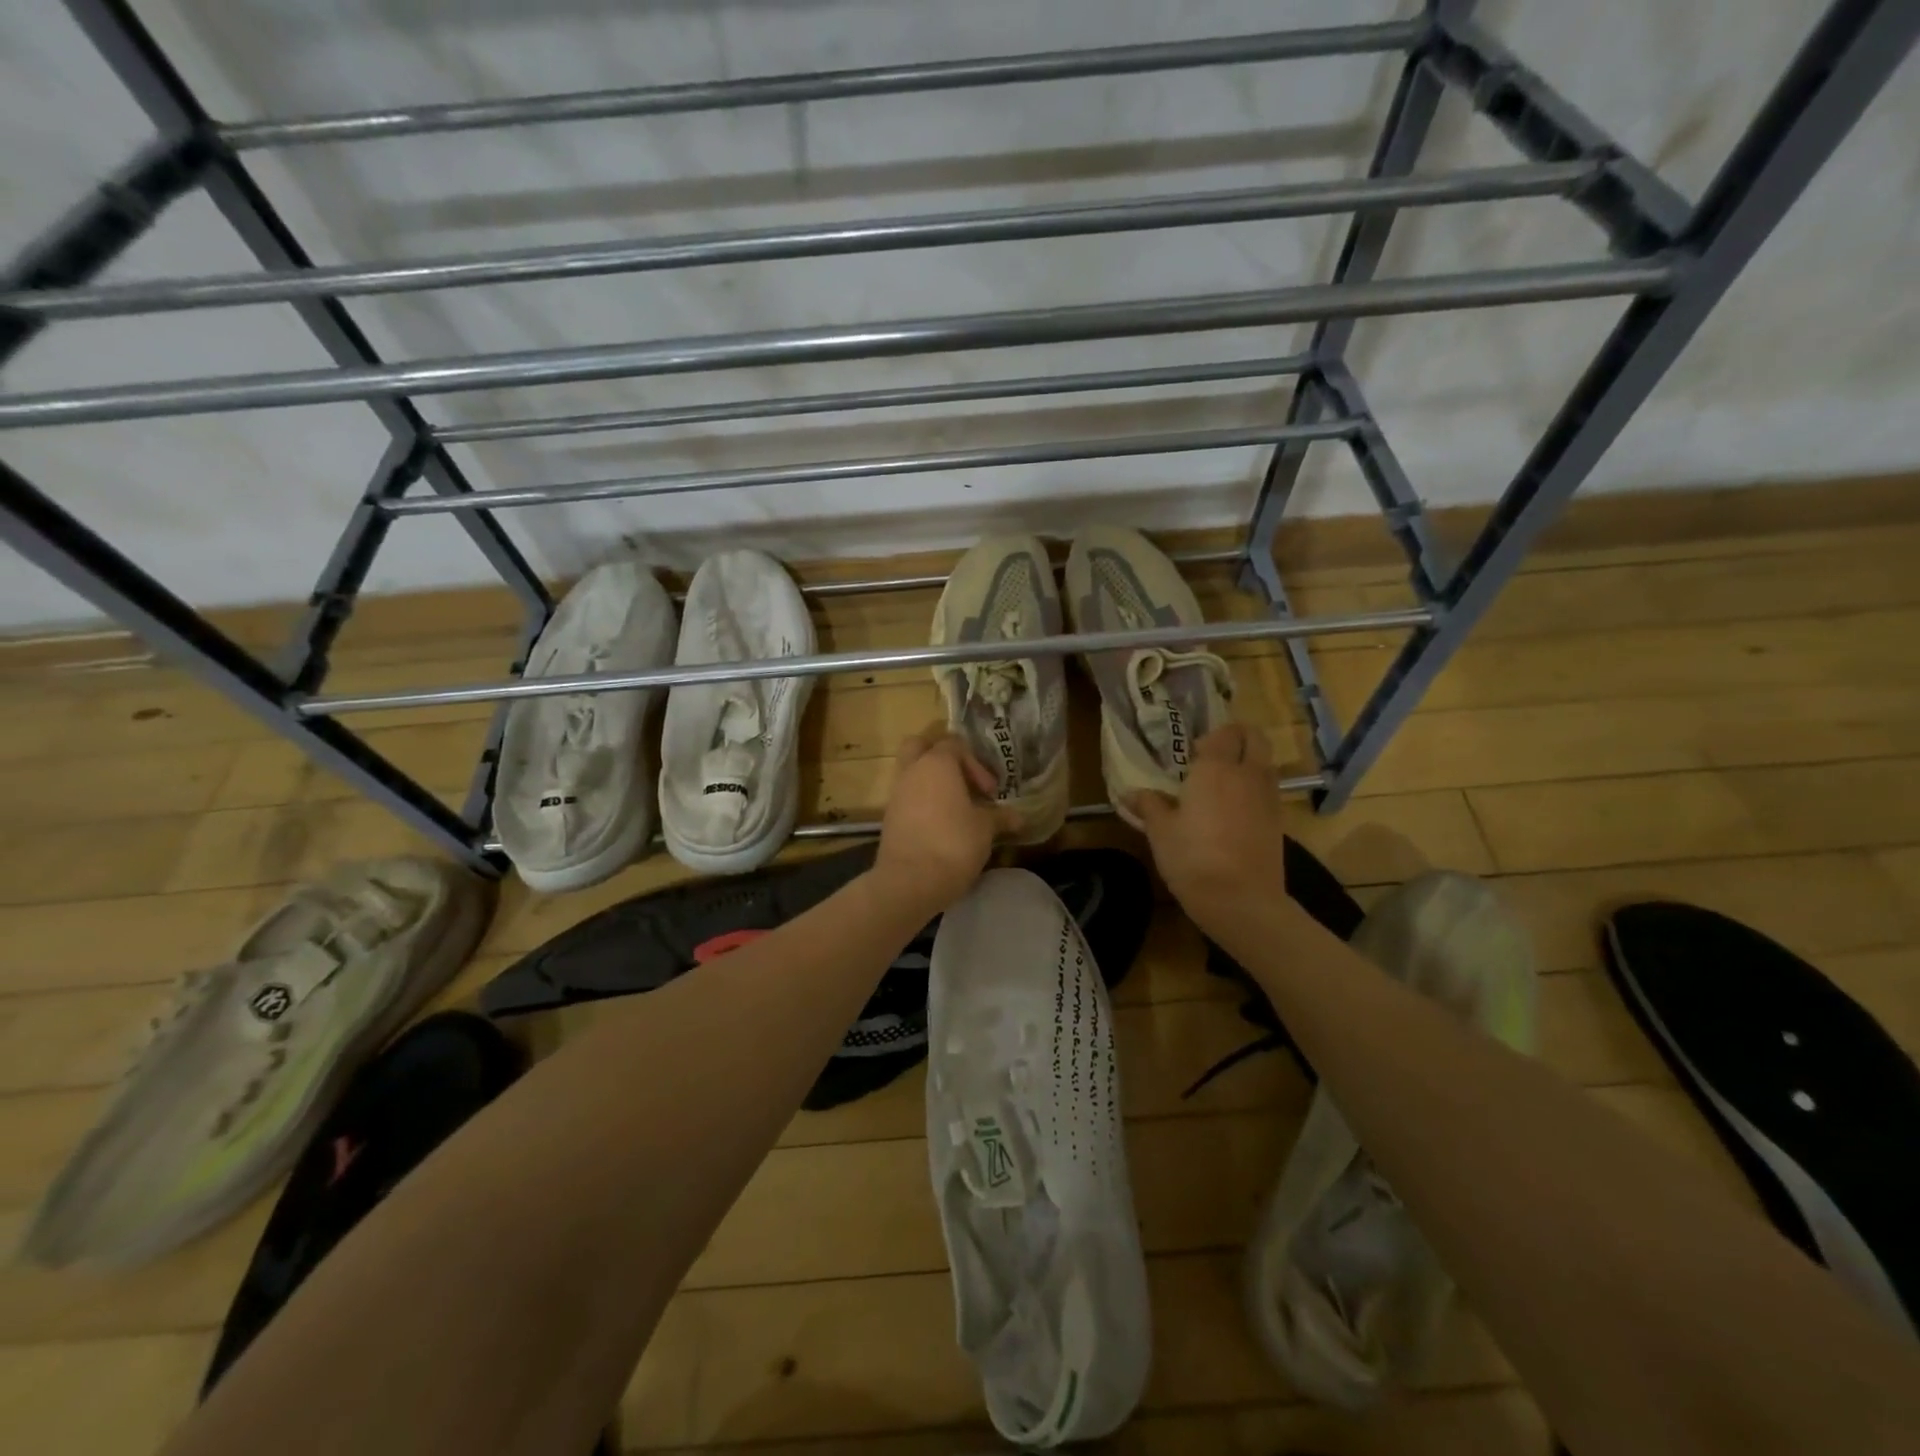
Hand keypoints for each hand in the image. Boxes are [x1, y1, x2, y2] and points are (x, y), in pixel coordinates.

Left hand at [872, 726, 1017, 915]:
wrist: (910, 881)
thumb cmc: (953, 843)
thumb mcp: (985, 829)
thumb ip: (1000, 817)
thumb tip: (1019, 818)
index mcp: (937, 763)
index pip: (955, 744)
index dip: (976, 764)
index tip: (989, 792)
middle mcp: (912, 771)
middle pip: (921, 747)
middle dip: (942, 758)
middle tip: (963, 781)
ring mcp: (896, 793)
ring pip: (912, 773)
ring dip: (933, 783)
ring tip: (957, 808)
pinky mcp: (889, 817)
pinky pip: (907, 797)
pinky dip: (922, 802)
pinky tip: (941, 825)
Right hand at [1122, 724, 1292, 927]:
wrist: (1241, 900)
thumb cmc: (1192, 858)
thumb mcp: (1160, 832)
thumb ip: (1149, 806)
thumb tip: (1130, 794)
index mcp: (1216, 768)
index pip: (1224, 732)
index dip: (1211, 737)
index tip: (1193, 754)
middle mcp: (1247, 774)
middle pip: (1255, 738)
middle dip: (1238, 738)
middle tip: (1214, 758)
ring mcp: (1268, 797)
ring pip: (1265, 763)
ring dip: (1248, 763)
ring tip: (1223, 785)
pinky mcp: (1278, 821)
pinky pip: (1268, 790)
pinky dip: (1255, 790)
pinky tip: (1234, 812)